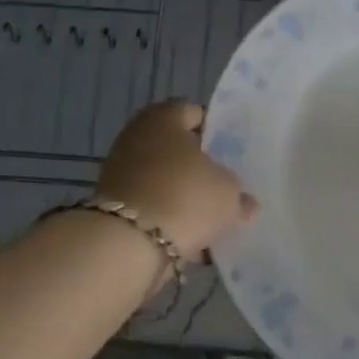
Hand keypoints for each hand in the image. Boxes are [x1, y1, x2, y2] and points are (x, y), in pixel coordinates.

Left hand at [96, 101, 257, 256]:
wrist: (126, 245)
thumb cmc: (184, 197)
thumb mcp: (228, 193)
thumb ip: (238, 193)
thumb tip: (245, 203)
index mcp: (165, 116)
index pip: (196, 114)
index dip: (217, 132)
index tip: (233, 155)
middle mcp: (138, 135)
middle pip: (177, 148)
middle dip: (199, 168)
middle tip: (223, 187)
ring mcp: (121, 170)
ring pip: (164, 180)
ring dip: (183, 197)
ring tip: (209, 221)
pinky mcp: (113, 205)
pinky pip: (150, 207)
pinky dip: (167, 220)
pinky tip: (189, 242)